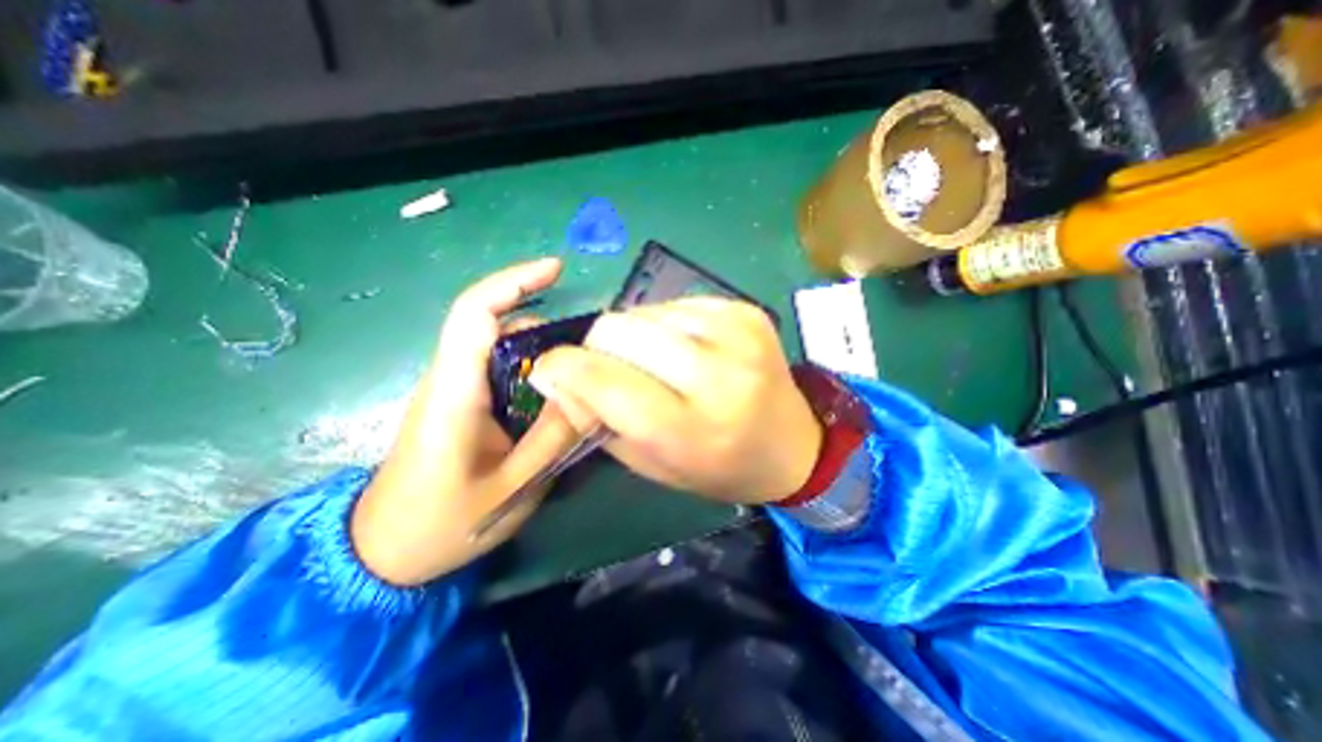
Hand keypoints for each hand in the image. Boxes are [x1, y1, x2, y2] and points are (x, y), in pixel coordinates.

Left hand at [350, 257, 578, 587]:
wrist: (383, 553)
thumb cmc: (442, 525)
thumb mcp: (514, 488)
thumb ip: (554, 437)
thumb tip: (592, 392)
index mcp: (453, 395)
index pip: (474, 315)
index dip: (513, 282)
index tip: (556, 269)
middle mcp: (449, 380)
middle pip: (494, 325)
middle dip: (545, 322)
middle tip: (591, 346)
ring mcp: (453, 390)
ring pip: (500, 348)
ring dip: (543, 347)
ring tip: (584, 371)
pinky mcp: (460, 403)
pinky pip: (500, 370)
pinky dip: (534, 368)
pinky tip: (560, 391)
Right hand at [524, 295, 816, 505]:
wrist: (793, 445)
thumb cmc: (719, 466)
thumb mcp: (652, 463)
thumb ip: (597, 421)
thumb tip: (554, 377)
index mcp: (689, 428)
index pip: (603, 379)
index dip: (562, 368)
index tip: (549, 370)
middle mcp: (716, 375)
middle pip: (618, 330)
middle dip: (597, 348)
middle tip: (608, 369)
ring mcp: (736, 334)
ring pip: (643, 311)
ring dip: (632, 336)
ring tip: (653, 363)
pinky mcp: (745, 311)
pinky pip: (675, 303)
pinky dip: (664, 324)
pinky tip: (683, 349)